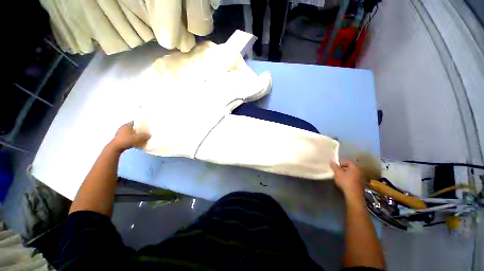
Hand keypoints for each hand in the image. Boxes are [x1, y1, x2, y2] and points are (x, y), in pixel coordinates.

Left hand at [108, 122, 150, 152]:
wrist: (115, 148)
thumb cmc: (126, 140)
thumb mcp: (137, 138)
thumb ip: (144, 136)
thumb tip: (149, 135)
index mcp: (126, 125)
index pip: (135, 122)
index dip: (141, 123)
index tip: (146, 126)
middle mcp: (123, 127)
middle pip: (133, 127)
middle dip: (138, 129)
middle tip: (145, 131)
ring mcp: (120, 132)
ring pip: (130, 131)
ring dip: (135, 133)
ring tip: (140, 136)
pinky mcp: (119, 137)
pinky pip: (127, 135)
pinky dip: (131, 136)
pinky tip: (135, 140)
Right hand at [330, 159, 364, 202]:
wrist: (354, 195)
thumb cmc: (345, 182)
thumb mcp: (337, 173)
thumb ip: (334, 166)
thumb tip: (331, 161)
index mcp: (354, 167)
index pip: (347, 161)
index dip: (340, 162)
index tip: (334, 165)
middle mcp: (359, 171)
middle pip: (349, 167)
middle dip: (342, 168)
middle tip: (335, 170)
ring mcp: (361, 178)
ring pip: (351, 173)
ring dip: (345, 173)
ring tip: (338, 176)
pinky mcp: (360, 184)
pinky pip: (353, 178)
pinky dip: (348, 178)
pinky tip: (343, 182)